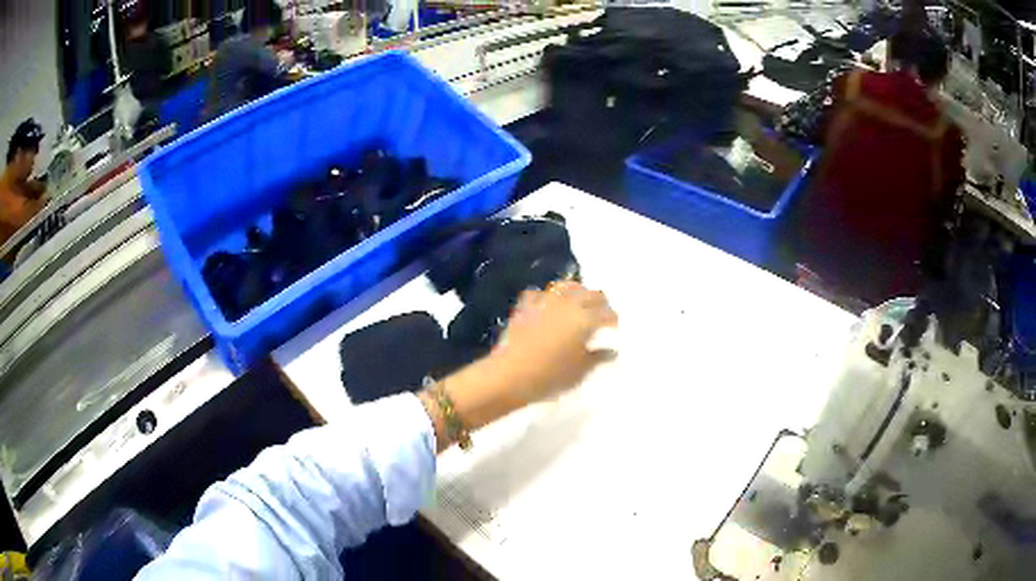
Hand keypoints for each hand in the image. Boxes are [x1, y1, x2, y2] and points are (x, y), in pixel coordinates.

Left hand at [420, 282, 616, 451]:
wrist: (509, 375)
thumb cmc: (550, 376)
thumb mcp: (581, 371)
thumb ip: (598, 357)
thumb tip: (611, 350)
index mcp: (585, 318)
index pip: (608, 314)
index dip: (615, 321)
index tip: (618, 329)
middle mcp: (568, 303)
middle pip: (591, 294)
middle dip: (600, 303)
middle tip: (603, 316)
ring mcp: (544, 301)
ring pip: (567, 287)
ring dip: (577, 293)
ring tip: (580, 305)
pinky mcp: (525, 306)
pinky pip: (541, 294)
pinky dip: (549, 297)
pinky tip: (549, 306)